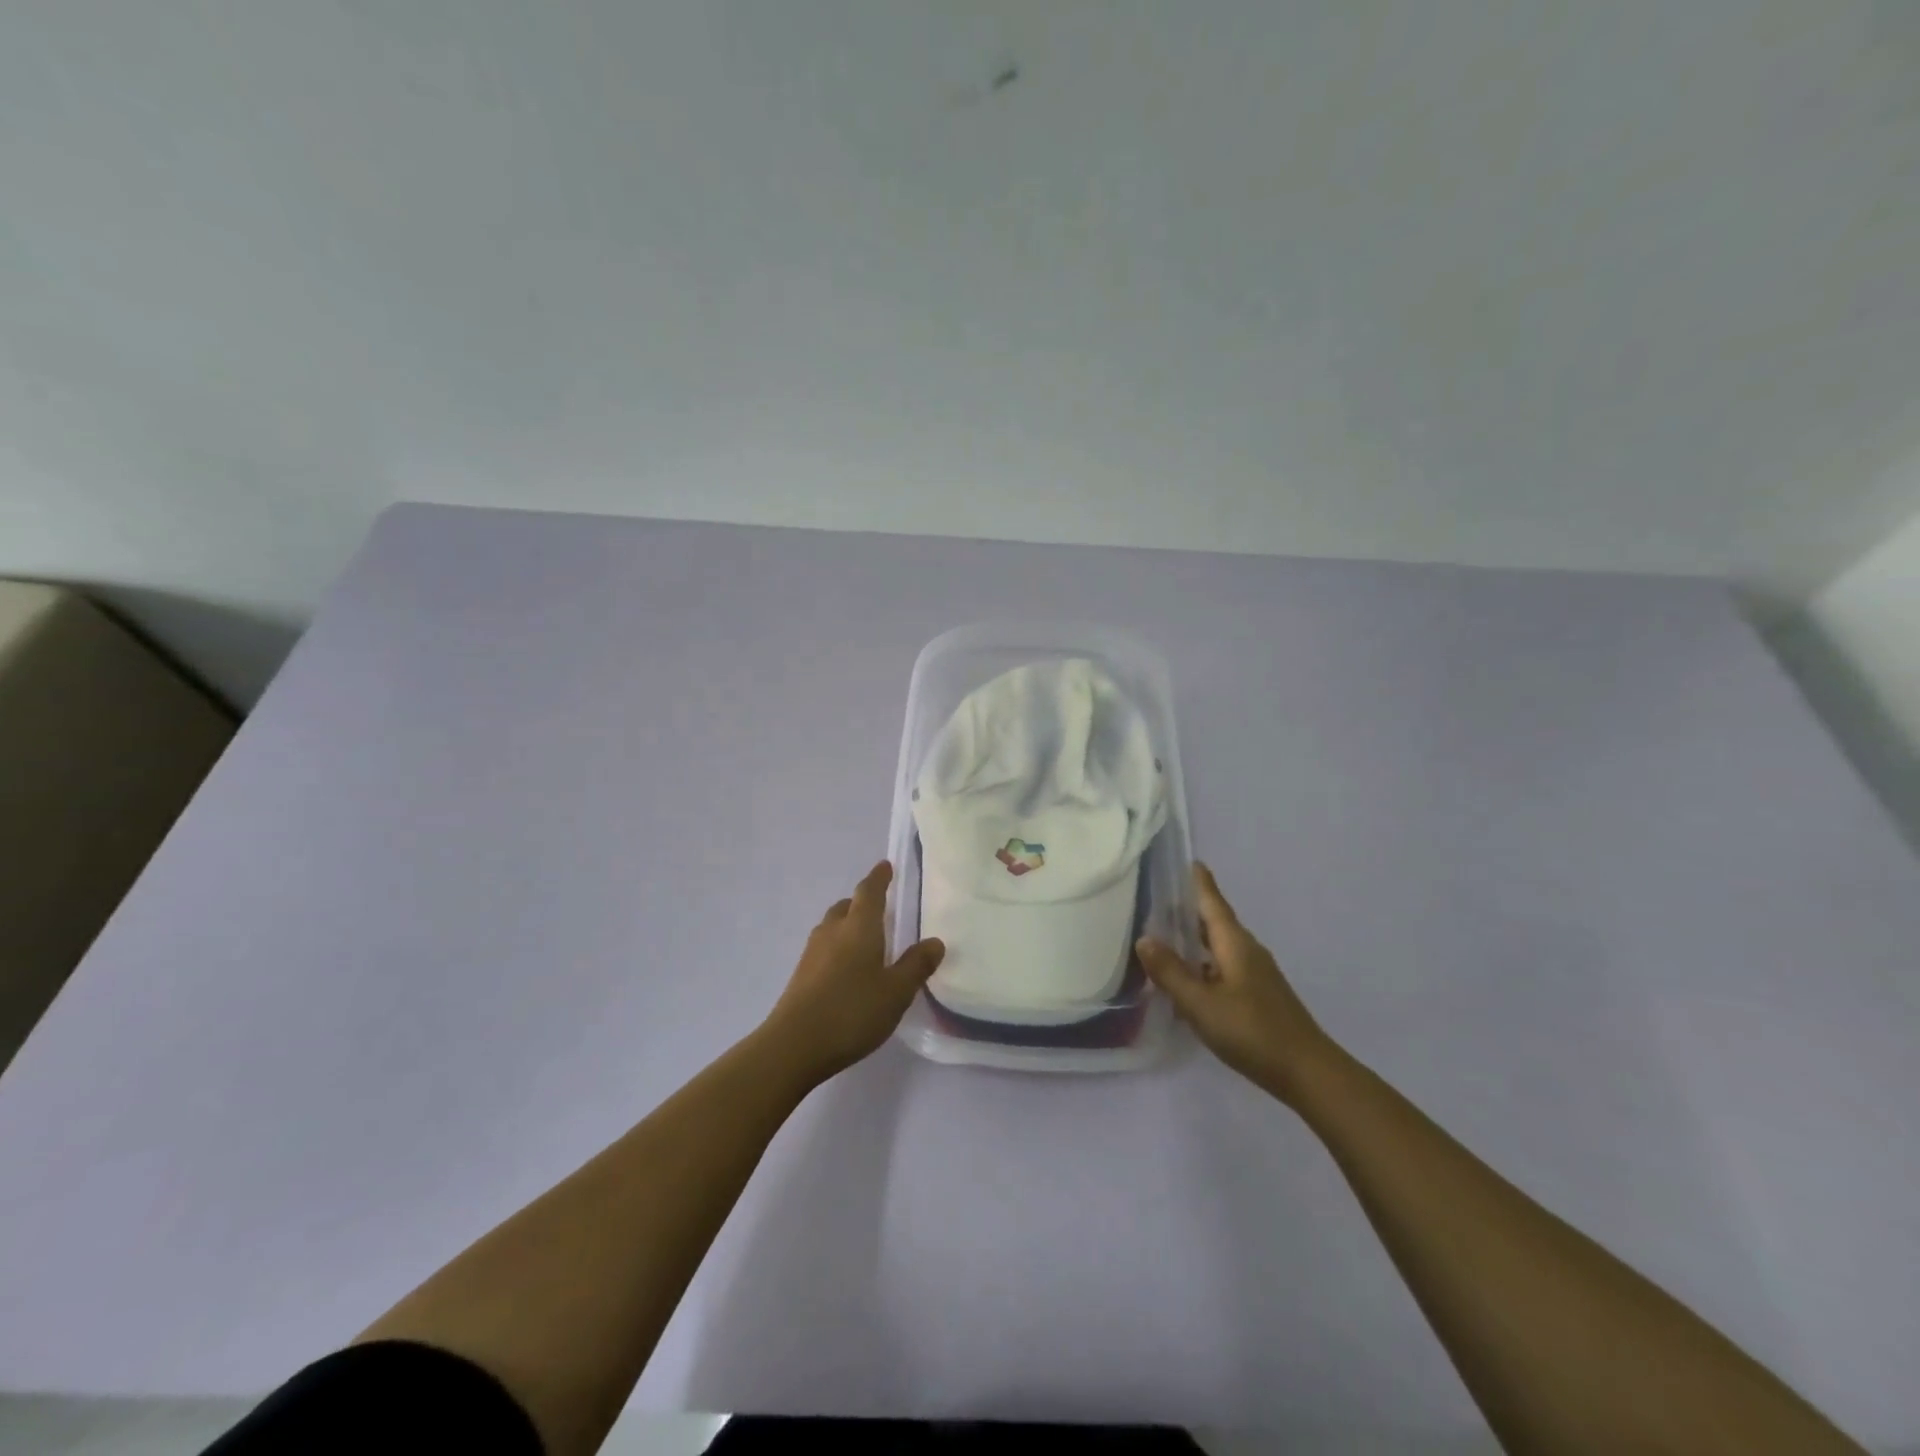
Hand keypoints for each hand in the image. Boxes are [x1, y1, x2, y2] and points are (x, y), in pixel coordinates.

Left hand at [763, 861, 944, 1084]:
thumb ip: (916, 965)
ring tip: (865, 940)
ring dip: (847, 925)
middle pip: (846, 906)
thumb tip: (935, 941)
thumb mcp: (896, 992)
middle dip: (862, 903)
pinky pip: (824, 948)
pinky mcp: (801, 975)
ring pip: (832, 926)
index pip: (869, 891)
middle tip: (879, 908)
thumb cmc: (852, 1011)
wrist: (793, 1045)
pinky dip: (837, 947)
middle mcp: (833, 931)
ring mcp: (812, 953)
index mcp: (859, 927)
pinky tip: (847, 970)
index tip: (885, 866)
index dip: (878, 878)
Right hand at [1136, 863, 1333, 1102]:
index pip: (1213, 902)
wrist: (1308, 1073)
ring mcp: (1255, 974)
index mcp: (1235, 943)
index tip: (1189, 860)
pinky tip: (1186, 981)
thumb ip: (1171, 972)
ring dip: (1194, 940)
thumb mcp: (1201, 1003)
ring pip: (1218, 947)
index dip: (1200, 882)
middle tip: (1157, 900)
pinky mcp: (1258, 996)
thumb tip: (1144, 938)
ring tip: (1163, 938)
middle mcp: (1246, 951)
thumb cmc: (1251, 1031)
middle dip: (1189, 910)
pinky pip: (1223, 968)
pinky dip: (1202, 965)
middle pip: (1215, 922)